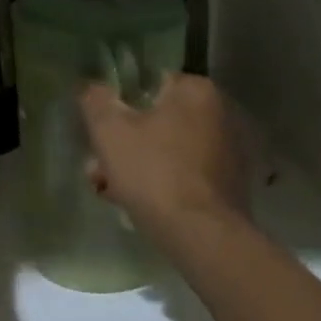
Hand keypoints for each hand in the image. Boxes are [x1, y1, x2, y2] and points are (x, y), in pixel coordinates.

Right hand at [80, 73, 253, 237]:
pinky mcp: (230, 185)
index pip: (148, 84)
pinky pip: (185, 174)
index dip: (118, 107)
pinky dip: (161, 184)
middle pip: (156, 121)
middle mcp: (219, 114)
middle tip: (98, 169)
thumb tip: (91, 86)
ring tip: (109, 192)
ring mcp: (228, 151)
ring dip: (137, 166)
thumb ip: (96, 101)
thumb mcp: (110, 131)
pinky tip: (137, 205)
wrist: (202, 236)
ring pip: (168, 150)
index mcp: (195, 91)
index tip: (100, 132)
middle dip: (124, 144)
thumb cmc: (154, 173)